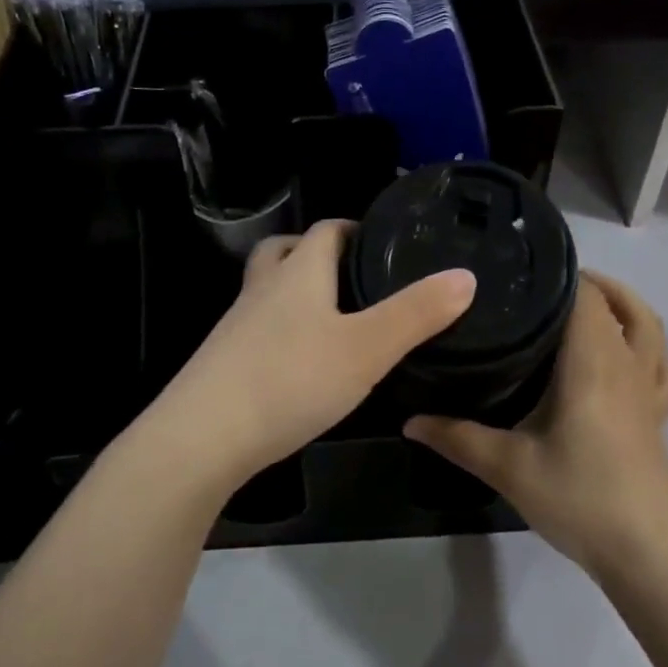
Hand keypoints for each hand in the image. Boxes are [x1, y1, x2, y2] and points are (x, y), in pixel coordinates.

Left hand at [143, 220, 474, 499]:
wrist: (203, 438)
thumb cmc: (291, 380)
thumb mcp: (367, 348)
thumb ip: (417, 313)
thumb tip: (465, 275)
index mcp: (299, 273)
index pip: (326, 230)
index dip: (354, 228)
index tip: (384, 243)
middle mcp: (263, 289)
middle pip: (286, 251)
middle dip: (317, 254)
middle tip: (355, 276)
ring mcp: (238, 325)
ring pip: (269, 291)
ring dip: (297, 292)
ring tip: (335, 319)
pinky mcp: (225, 361)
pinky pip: (259, 329)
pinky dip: (283, 331)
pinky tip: (303, 364)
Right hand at [406, 271, 667, 573]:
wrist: (643, 551)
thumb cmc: (576, 496)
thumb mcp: (507, 466)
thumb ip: (456, 437)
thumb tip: (409, 420)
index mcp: (591, 363)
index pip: (585, 297)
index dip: (560, 276)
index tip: (521, 272)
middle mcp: (625, 365)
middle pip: (618, 304)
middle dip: (585, 285)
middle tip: (540, 287)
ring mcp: (648, 390)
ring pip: (649, 328)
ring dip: (623, 305)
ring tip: (587, 302)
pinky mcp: (657, 415)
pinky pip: (662, 364)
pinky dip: (647, 344)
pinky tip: (625, 351)